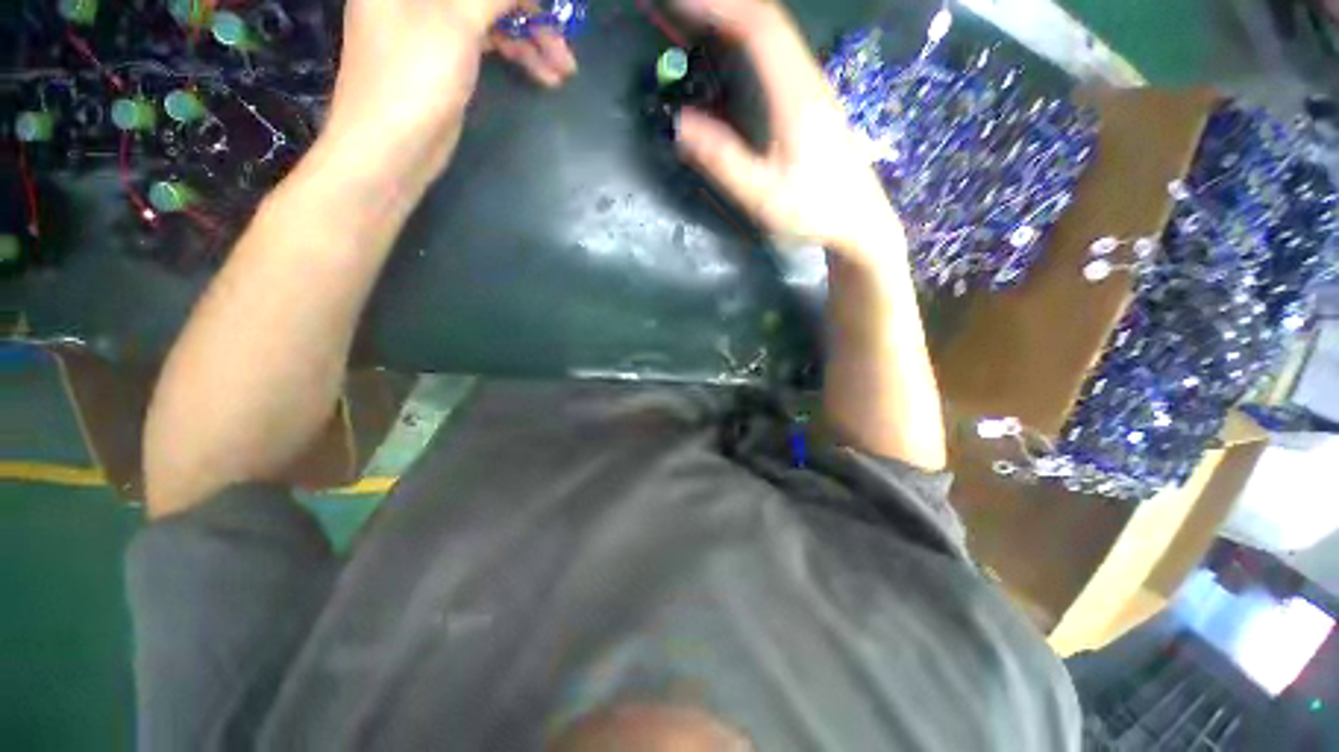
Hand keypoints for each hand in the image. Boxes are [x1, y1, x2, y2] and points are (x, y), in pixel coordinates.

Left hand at [323, 0, 577, 183]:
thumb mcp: (457, 22)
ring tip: (563, 69)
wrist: (391, 147)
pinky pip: (486, 43)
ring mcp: (431, 24)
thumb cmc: (414, 76)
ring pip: (488, 17)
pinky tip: (543, 74)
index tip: (548, 7)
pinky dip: (514, 55)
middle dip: (527, 14)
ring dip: (529, 39)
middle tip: (563, 44)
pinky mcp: (445, 57)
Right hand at [673, 0, 903, 265]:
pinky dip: (749, 41)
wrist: (859, 222)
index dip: (718, 7)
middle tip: (679, 12)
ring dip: (736, 20)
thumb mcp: (762, 195)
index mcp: (795, 96)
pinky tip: (731, 55)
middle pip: (768, 21)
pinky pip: (779, 55)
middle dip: (723, 7)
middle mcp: (808, 79)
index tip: (678, 4)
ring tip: (696, 25)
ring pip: (775, 35)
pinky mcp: (814, 102)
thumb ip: (723, 160)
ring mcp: (814, 88)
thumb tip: (679, 124)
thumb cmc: (813, 211)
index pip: (758, 28)